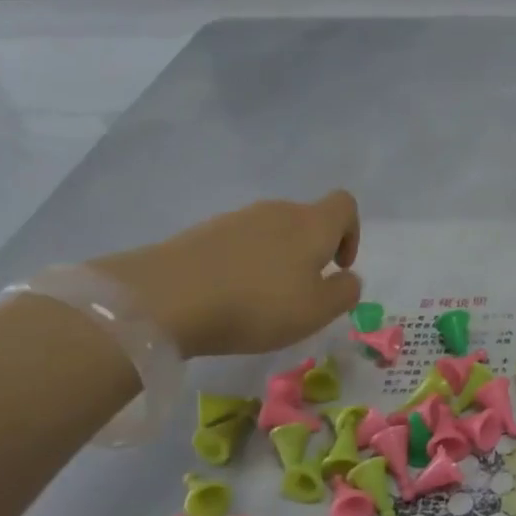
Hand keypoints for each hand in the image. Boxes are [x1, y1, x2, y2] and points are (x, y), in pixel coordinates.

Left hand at [90, 192, 361, 357]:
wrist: (164, 298)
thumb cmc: (256, 304)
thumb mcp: (316, 311)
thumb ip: (345, 292)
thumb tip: (348, 278)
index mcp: (312, 224)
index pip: (344, 205)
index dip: (351, 233)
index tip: (338, 267)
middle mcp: (277, 211)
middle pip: (306, 219)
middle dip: (311, 251)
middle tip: (301, 292)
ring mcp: (236, 219)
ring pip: (271, 231)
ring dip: (276, 259)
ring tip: (262, 299)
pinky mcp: (202, 233)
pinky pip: (238, 243)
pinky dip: (244, 264)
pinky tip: (229, 296)